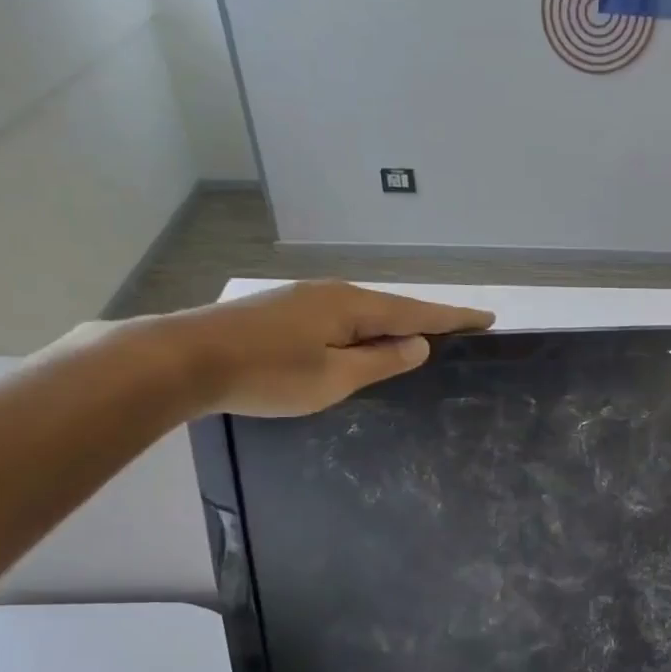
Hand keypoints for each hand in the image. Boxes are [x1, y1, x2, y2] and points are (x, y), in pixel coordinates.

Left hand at [157, 281, 493, 417]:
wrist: (184, 358)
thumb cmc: (267, 374)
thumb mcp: (334, 377)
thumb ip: (380, 361)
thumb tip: (418, 345)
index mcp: (351, 307)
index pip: (416, 312)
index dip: (453, 318)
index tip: (487, 319)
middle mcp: (332, 293)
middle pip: (391, 308)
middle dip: (426, 320)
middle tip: (459, 333)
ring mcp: (304, 299)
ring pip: (363, 313)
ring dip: (392, 326)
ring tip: (417, 341)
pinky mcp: (282, 311)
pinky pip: (340, 318)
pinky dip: (363, 331)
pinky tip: (363, 344)